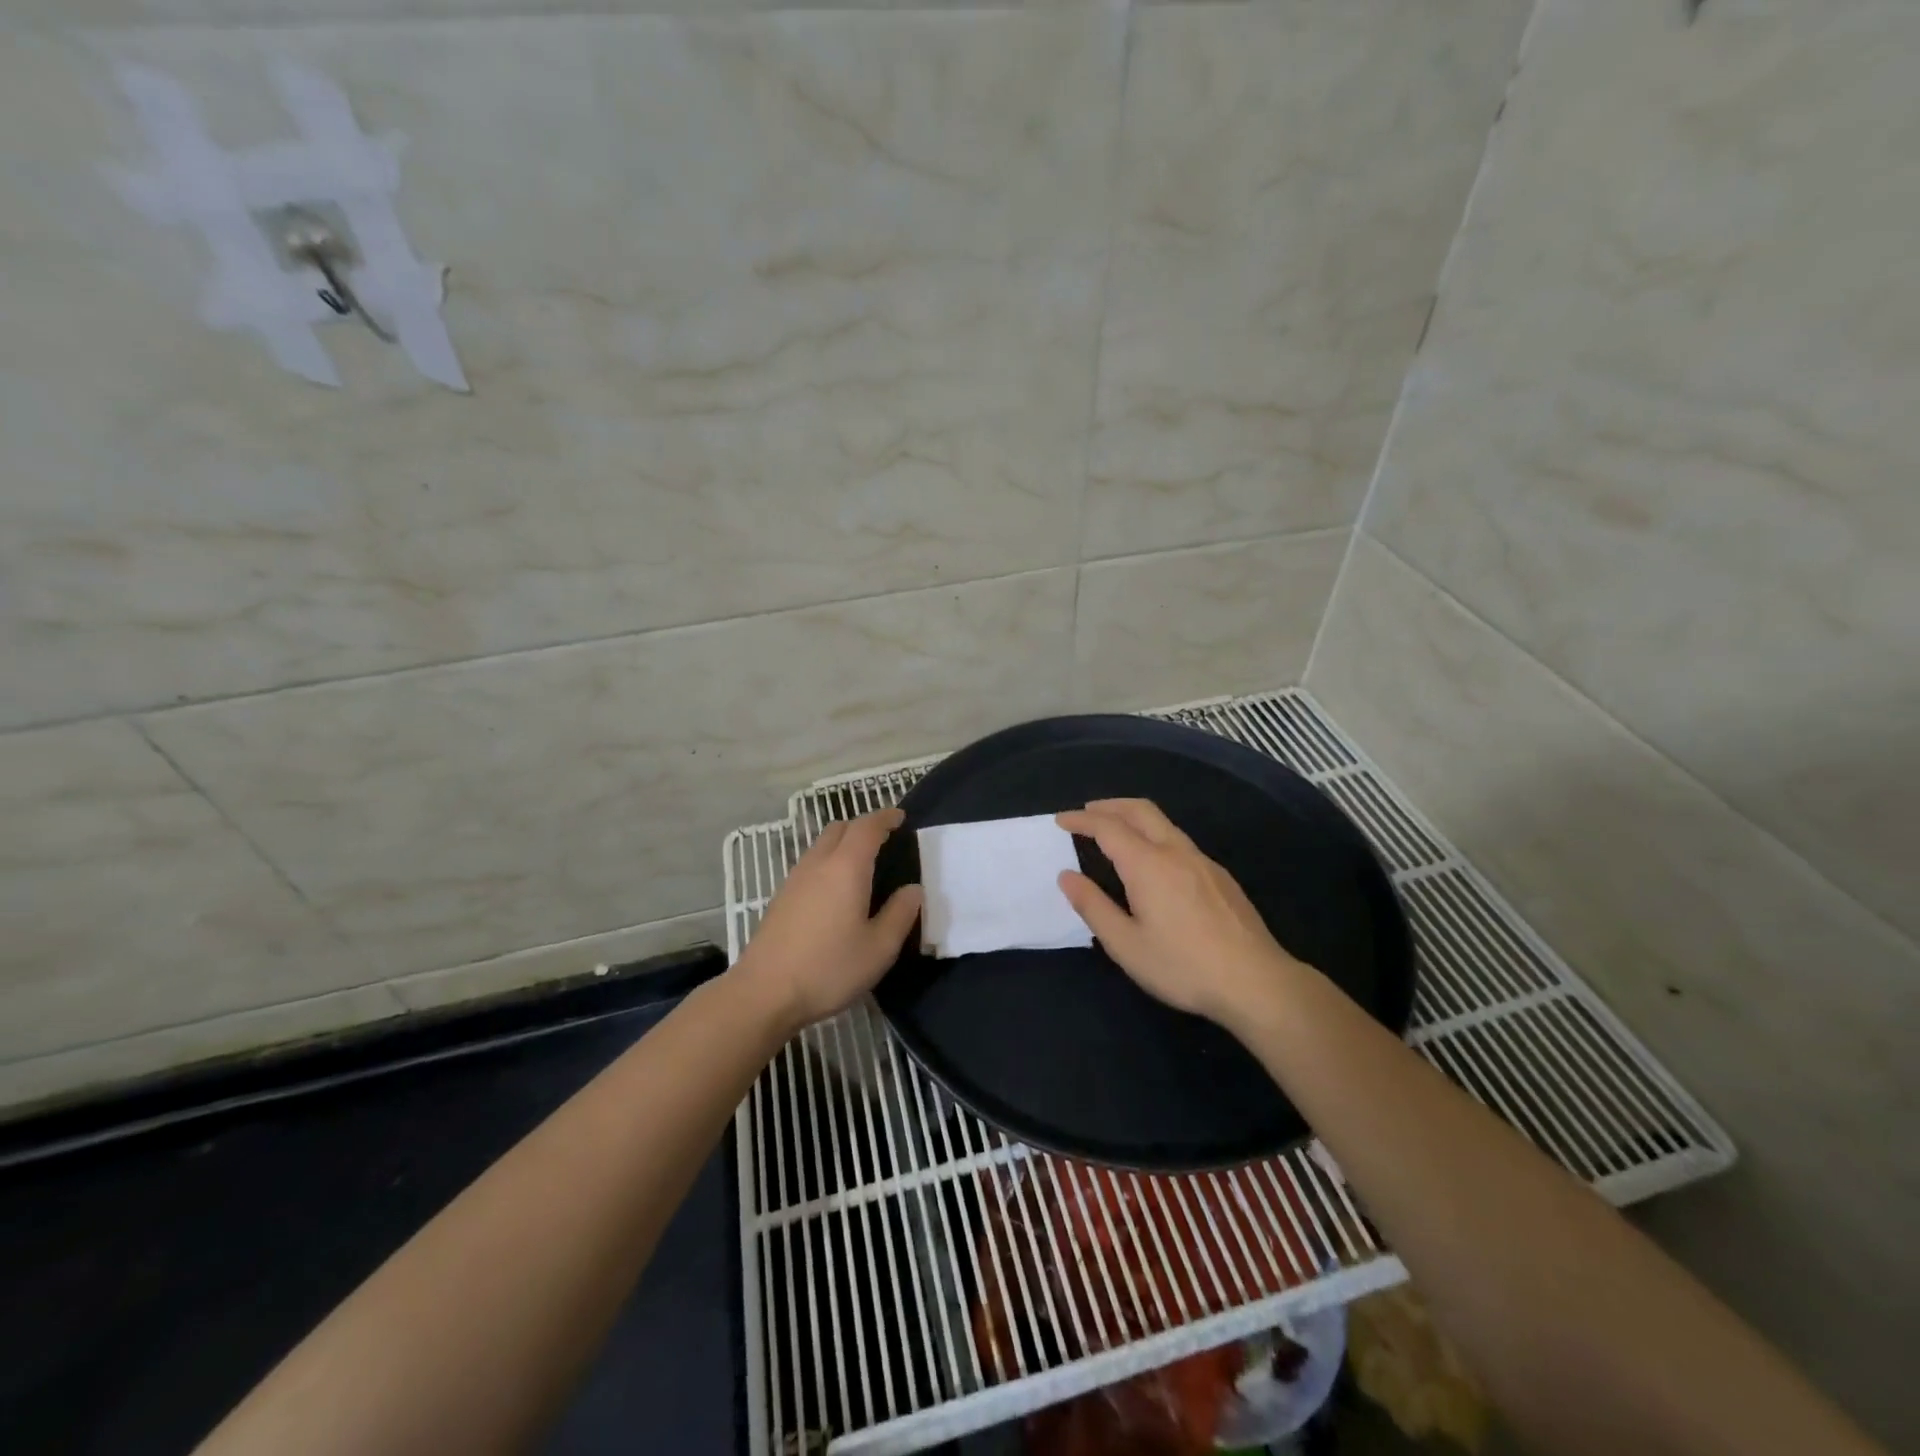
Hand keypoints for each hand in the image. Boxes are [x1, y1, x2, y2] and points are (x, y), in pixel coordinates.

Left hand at [735, 808, 922, 1032]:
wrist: (764, 993)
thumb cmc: (829, 968)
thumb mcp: (879, 948)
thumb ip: (900, 914)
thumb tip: (913, 889)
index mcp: (846, 868)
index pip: (867, 827)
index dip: (885, 818)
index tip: (901, 818)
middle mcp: (818, 864)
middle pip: (840, 828)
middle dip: (863, 827)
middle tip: (884, 841)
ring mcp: (795, 879)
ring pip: (822, 845)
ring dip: (844, 844)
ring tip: (863, 866)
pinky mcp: (781, 897)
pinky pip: (810, 864)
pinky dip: (829, 861)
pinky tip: (836, 891)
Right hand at [1056, 798, 1301, 1032]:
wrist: (1256, 982)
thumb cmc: (1183, 966)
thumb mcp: (1126, 945)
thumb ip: (1093, 907)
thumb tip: (1067, 876)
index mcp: (1148, 865)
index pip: (1108, 827)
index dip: (1081, 820)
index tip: (1061, 820)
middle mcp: (1176, 852)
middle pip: (1139, 810)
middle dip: (1109, 806)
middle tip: (1086, 812)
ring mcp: (1203, 861)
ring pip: (1163, 823)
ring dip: (1133, 817)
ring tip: (1114, 831)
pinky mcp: (1220, 876)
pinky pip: (1179, 840)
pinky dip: (1154, 834)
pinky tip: (1152, 861)